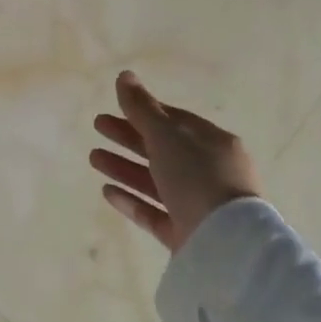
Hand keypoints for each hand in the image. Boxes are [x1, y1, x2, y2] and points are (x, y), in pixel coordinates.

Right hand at [89, 71, 259, 250]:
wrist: (227, 245)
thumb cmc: (198, 177)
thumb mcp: (167, 135)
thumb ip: (142, 107)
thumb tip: (124, 76)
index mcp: (213, 143)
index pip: (175, 121)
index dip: (145, 112)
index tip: (116, 107)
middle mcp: (208, 172)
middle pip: (162, 149)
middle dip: (128, 137)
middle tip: (98, 126)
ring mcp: (198, 206)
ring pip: (155, 181)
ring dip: (124, 167)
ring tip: (92, 158)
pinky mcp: (186, 235)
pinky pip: (154, 213)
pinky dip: (131, 200)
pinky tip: (107, 191)